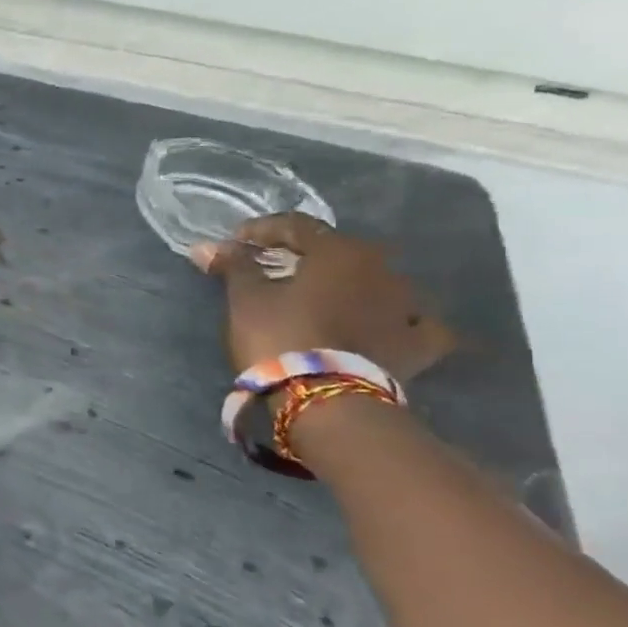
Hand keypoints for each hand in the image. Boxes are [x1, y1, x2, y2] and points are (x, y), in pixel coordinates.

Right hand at [192, 213, 453, 379]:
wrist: (328, 400)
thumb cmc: (281, 336)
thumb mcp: (246, 299)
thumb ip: (234, 266)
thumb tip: (208, 246)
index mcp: (340, 251)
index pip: (297, 226)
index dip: (262, 231)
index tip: (234, 243)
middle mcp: (382, 269)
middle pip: (339, 251)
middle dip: (307, 256)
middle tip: (277, 269)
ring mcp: (408, 307)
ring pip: (378, 283)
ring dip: (351, 286)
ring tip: (324, 300)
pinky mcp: (420, 345)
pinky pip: (415, 324)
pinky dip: (399, 321)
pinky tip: (388, 326)